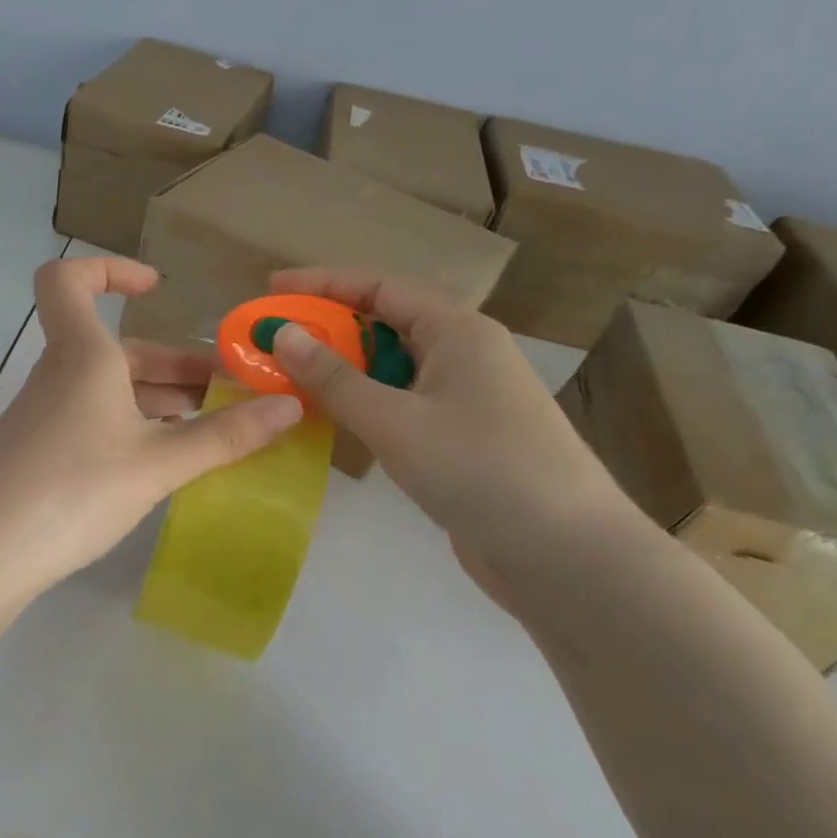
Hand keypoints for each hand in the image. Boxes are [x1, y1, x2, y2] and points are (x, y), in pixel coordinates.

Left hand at [0, 256, 304, 588]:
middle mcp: (60, 376)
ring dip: (161, 401)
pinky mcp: (39, 454)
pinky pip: (95, 423)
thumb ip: (224, 436)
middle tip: (232, 394)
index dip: (110, 270)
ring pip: (109, 391)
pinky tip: (165, 463)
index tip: (157, 290)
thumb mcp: (157, 464)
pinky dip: (134, 429)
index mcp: (82, 356)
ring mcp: (45, 417)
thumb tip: (291, 405)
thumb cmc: (73, 489)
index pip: (69, 280)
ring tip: (214, 430)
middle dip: (177, 365)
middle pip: (117, 350)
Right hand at [266, 269, 629, 586]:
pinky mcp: (464, 438)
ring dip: (343, 371)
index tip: (273, 290)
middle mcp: (465, 354)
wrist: (564, 552)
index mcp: (457, 331)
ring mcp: (467, 398)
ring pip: (393, 369)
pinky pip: (403, 405)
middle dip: (328, 330)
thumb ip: (334, 378)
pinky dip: (365, 405)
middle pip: (386, 324)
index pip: (380, 288)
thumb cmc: (479, 469)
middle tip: (273, 343)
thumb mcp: (394, 420)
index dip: (323, 285)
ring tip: (291, 380)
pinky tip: (335, 421)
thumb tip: (283, 334)